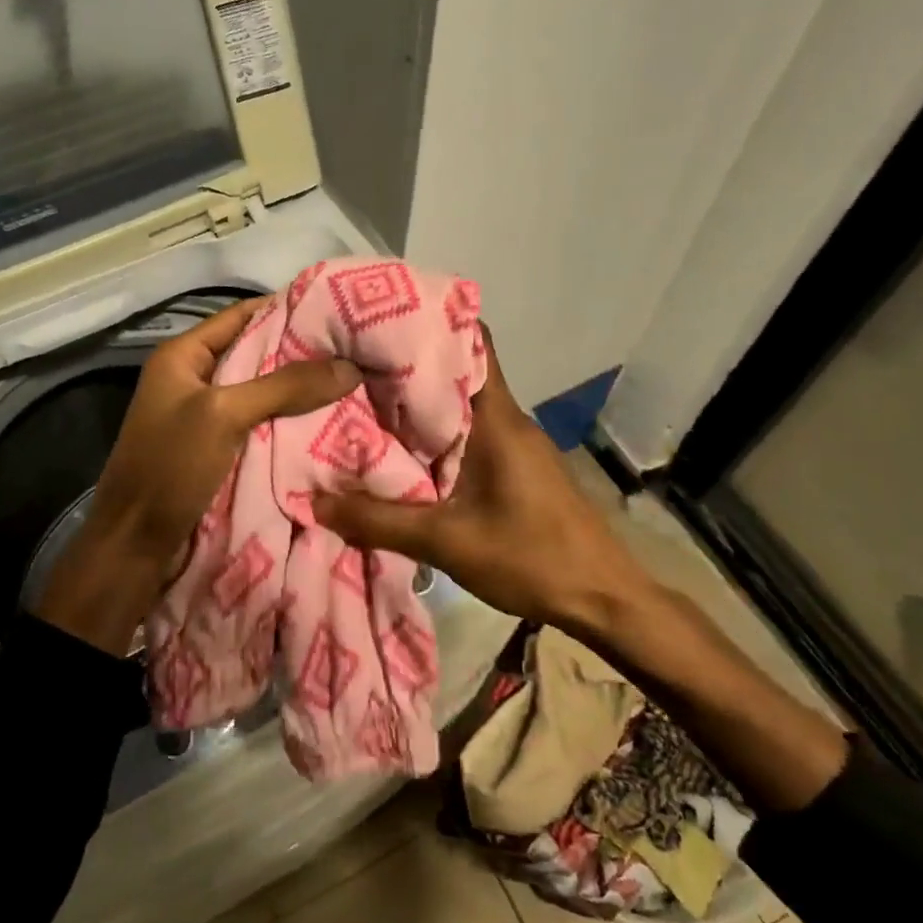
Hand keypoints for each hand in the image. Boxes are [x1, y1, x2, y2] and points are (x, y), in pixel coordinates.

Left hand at [34, 298, 361, 653]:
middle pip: (254, 352)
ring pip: (260, 390)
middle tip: (354, 348)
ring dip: (297, 389)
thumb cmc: (170, 466)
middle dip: (300, 351)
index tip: (337, 308)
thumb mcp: (224, 415)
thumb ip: (284, 386)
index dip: (286, 308)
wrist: (135, 544)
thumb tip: (349, 366)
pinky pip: (258, 422)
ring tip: (351, 379)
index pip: (241, 315)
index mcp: (182, 355)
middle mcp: (193, 377)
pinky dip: (287, 419)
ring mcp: (204, 414)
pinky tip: (326, 418)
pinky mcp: (216, 447)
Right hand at [311, 326, 649, 632]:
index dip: (428, 325)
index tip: (380, 323)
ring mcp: (517, 443)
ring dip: (421, 406)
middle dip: (408, 368)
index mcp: (496, 418)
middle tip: (354, 368)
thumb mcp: (448, 543)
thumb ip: (380, 522)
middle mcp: (508, 419)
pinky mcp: (519, 467)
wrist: (605, 599)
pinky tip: (406, 454)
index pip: (472, 342)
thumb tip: (316, 502)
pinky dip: (438, 435)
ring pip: (463, 406)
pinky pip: (472, 434)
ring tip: (367, 407)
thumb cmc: (532, 558)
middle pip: (457, 372)